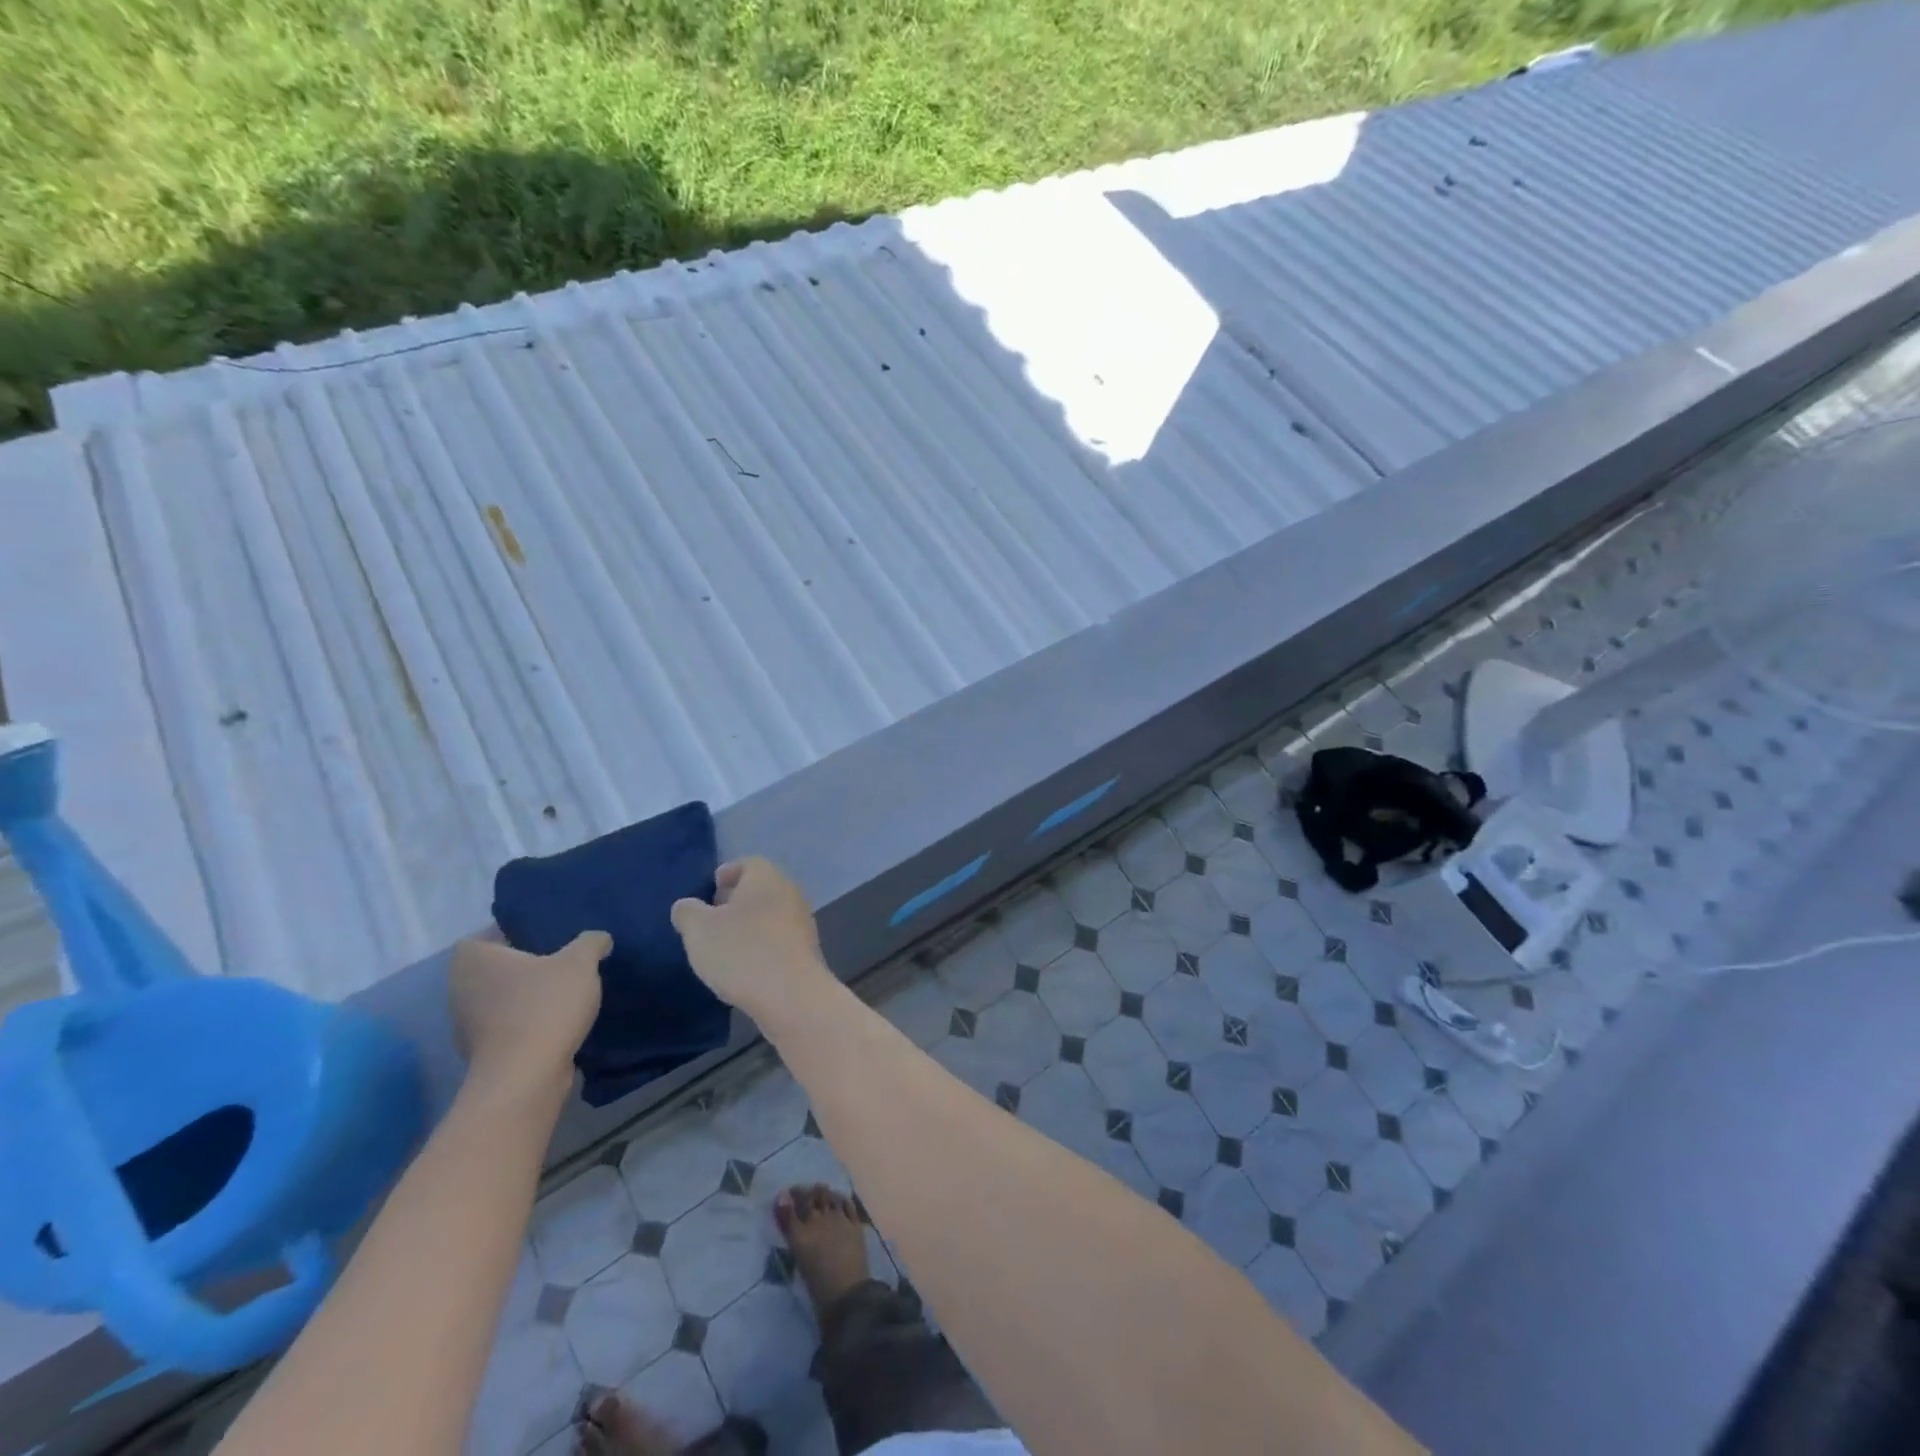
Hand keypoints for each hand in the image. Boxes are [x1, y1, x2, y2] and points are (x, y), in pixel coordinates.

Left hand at [449, 930, 609, 1103]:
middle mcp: (460, 988)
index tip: (548, 938)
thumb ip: (591, 942)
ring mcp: (466, 1024)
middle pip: (496, 967)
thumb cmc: (545, 1006)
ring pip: (501, 998)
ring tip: (565, 993)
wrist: (526, 1077)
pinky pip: (507, 1025)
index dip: (516, 933)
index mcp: (473, 959)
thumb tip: (598, 939)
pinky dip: (527, 1023)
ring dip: (526, 996)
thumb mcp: (580, 962)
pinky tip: (557, 1022)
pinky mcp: (481, 1053)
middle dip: (526, 966)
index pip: (488, 934)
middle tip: (562, 961)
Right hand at [671, 858, 831, 1016]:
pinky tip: (746, 965)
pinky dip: (762, 943)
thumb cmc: (742, 952)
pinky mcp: (807, 949)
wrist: (792, 995)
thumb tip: (687, 906)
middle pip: (761, 888)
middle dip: (736, 900)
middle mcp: (790, 892)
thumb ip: (687, 912)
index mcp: (766, 877)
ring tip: (725, 945)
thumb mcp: (698, 930)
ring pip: (771, 913)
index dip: (727, 874)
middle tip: (713, 918)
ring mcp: (803, 921)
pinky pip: (779, 937)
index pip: (748, 863)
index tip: (710, 889)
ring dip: (750, 924)